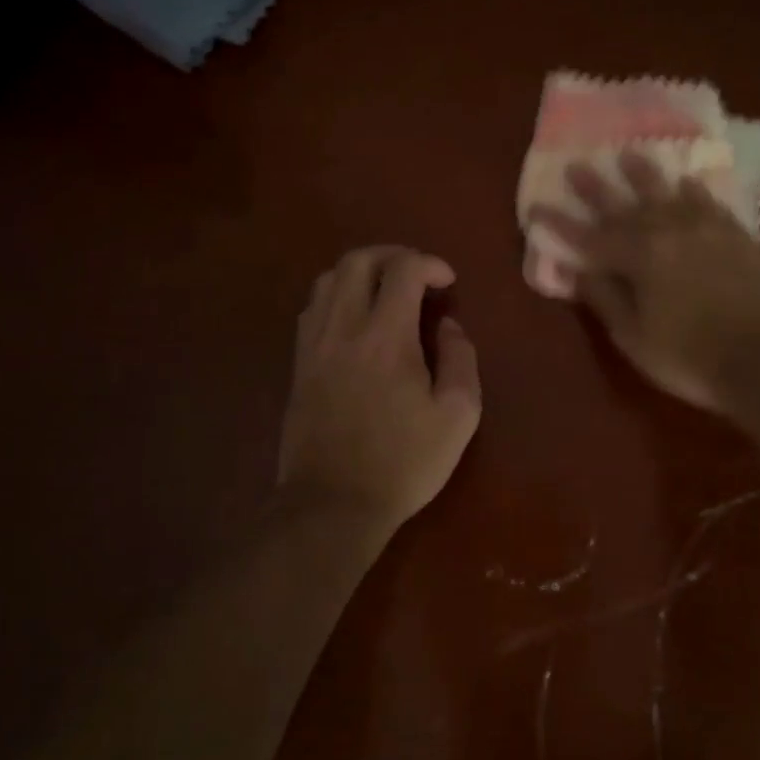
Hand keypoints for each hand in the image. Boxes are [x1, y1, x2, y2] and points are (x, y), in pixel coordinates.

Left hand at [279, 246, 482, 531]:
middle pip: (358, 260)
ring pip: (329, 279)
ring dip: (361, 272)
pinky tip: (355, 320)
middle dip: (393, 255)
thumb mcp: (458, 416)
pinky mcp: (299, 363)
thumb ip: (461, 360)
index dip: (429, 263)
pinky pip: (313, 308)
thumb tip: (449, 326)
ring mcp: (314, 344)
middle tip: (417, 274)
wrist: (332, 504)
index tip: (447, 283)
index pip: (403, 269)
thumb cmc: (403, 462)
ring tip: (386, 291)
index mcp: (386, 337)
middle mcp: (344, 327)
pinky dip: (338, 296)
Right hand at [531, 154, 759, 410]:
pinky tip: (687, 182)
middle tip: (576, 165)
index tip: (536, 207)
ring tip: (629, 154)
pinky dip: (693, 191)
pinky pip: (708, 203)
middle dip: (596, 188)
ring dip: (644, 175)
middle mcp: (669, 231)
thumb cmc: (691, 357)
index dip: (559, 224)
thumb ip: (605, 299)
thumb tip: (579, 271)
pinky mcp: (737, 235)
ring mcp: (706, 229)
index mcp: (639, 257)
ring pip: (668, 193)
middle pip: (624, 205)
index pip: (588, 237)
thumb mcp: (634, 338)